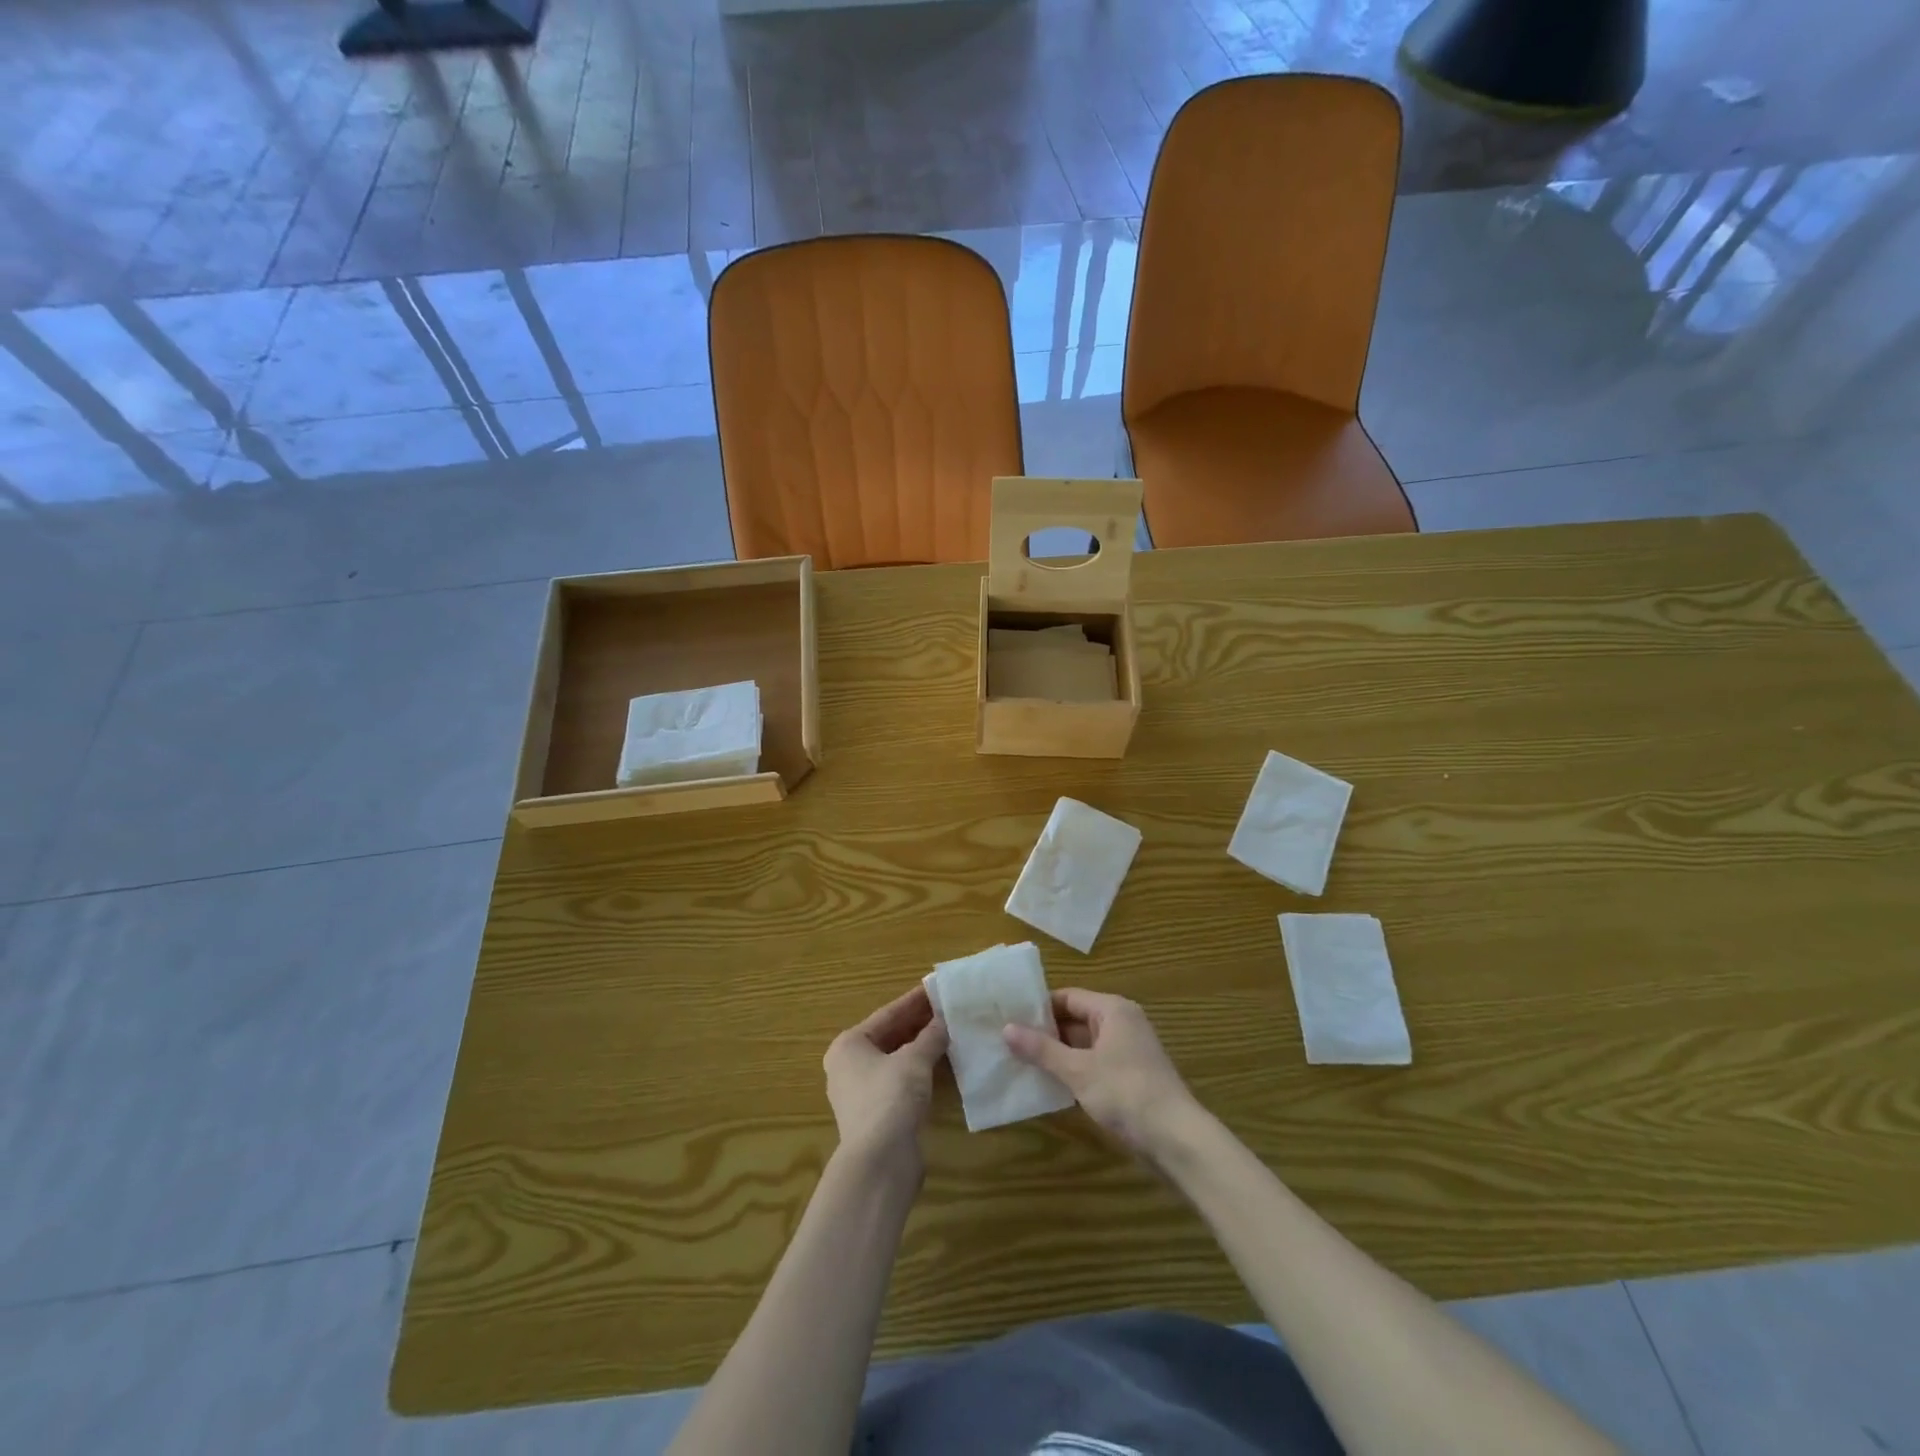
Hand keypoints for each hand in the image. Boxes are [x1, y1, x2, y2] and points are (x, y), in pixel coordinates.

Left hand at [823, 986, 947, 1174]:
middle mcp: (848, 1065)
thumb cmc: (890, 1098)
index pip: (887, 1014)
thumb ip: (931, 1036)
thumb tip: (945, 1020)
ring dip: (920, 1047)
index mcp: (849, 1045)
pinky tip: (941, 1063)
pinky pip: (899, 1081)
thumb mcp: (915, 1060)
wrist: (879, 1163)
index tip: (937, 988)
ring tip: (949, 1031)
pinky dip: (918, 1070)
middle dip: (918, 1023)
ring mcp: (860, 1092)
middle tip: (948, 1009)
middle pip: (889, 1036)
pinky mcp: (875, 1114)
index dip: (914, 1000)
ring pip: (895, 1059)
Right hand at [1004, 989, 1201, 1160]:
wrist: (1176, 1139)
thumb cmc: (1126, 1093)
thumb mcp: (1078, 1070)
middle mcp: (1122, 1022)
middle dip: (1045, 1032)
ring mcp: (1128, 1050)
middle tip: (1009, 1041)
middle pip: (1075, 1018)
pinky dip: (1074, 1070)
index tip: (1009, 1017)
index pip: (1068, 996)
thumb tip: (1006, 1028)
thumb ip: (1042, 1049)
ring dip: (1058, 1053)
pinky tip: (1049, 1084)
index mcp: (1112, 1009)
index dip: (1039, 1007)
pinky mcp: (1130, 1076)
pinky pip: (1094, 1063)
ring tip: (1021, 1062)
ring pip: (1084, 1043)